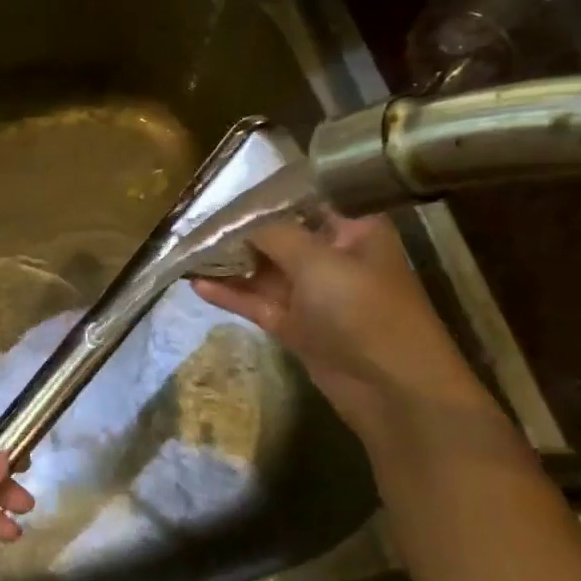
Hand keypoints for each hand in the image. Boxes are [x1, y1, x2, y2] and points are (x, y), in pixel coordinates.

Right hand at [192, 214, 490, 418]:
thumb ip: (274, 234)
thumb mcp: (318, 262)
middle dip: (238, 229)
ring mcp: (314, 293)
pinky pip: (259, 301)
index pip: (303, 199)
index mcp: (353, 228)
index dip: (264, 195)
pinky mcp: (297, 325)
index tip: (223, 189)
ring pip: (264, 270)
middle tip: (193, 220)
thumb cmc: (364, 311)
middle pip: (279, 234)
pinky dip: (232, 293)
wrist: (394, 391)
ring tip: (186, 251)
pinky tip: (197, 284)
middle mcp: (333, 255)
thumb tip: (238, 219)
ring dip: (229, 262)